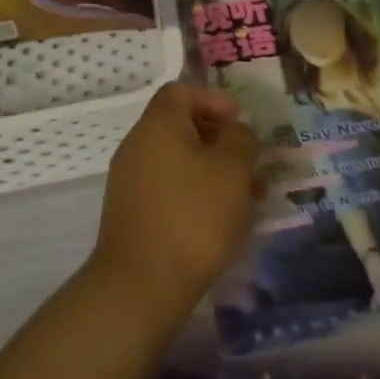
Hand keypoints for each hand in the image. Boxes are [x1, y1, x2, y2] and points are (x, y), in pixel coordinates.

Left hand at [89, 83, 259, 325]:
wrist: (141, 287)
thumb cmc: (193, 216)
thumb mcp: (233, 170)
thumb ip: (241, 140)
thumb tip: (236, 133)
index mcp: (158, 125)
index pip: (181, 91)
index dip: (213, 100)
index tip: (240, 124)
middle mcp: (138, 146)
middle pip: (180, 127)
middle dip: (219, 141)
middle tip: (249, 164)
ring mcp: (130, 182)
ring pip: (178, 161)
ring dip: (212, 171)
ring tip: (246, 198)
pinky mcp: (132, 214)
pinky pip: (168, 189)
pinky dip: (195, 194)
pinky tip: (220, 222)